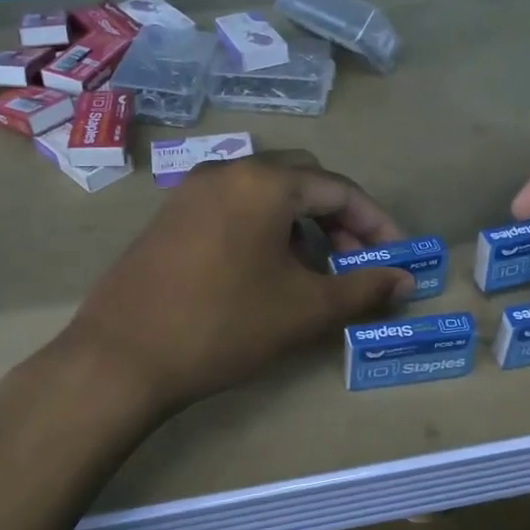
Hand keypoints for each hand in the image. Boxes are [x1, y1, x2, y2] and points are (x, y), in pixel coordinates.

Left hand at [65, 152, 415, 412]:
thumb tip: (407, 281)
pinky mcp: (171, 217)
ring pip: (266, 195)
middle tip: (356, 263)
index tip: (398, 258)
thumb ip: (364, 288)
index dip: (377, 223)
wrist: (122, 358)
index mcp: (263, 181)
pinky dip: (265, 230)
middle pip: (303, 181)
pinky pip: (234, 209)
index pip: (339, 189)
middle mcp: (227, 171)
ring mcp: (192, 192)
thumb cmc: (224, 326)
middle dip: (339, 219)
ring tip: (314, 273)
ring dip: (302, 226)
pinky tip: (267, 273)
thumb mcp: (304, 309)